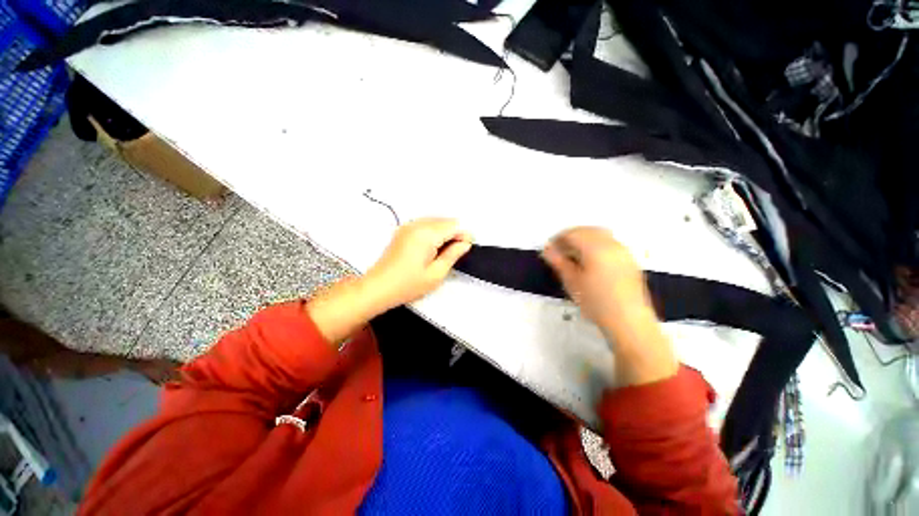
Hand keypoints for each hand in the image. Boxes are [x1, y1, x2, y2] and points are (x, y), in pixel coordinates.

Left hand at [308, 218, 471, 345]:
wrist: (378, 288)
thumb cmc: (406, 285)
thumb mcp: (436, 274)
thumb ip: (453, 255)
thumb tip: (464, 244)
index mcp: (426, 235)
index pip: (454, 226)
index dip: (464, 235)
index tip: (468, 247)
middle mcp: (416, 225)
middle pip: (445, 221)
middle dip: (455, 233)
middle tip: (457, 251)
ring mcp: (408, 227)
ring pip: (435, 221)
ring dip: (444, 232)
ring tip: (445, 252)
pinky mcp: (403, 231)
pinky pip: (425, 224)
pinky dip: (434, 232)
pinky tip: (433, 248)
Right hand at [542, 227, 677, 385]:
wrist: (629, 321)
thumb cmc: (596, 301)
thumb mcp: (572, 281)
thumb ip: (558, 262)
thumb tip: (547, 249)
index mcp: (596, 248)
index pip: (573, 233)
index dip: (558, 239)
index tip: (549, 250)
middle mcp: (612, 244)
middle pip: (587, 231)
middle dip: (571, 237)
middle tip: (559, 251)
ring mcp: (623, 251)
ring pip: (600, 235)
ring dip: (584, 239)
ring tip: (573, 255)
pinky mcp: (629, 260)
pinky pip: (610, 243)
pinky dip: (596, 245)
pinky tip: (590, 261)